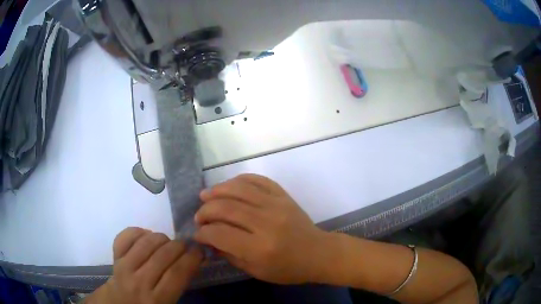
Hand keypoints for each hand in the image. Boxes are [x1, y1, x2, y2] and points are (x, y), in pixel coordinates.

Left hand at [87, 228, 202, 303]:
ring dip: (161, 237)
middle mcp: (139, 282)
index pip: (177, 273)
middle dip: (179, 246)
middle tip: (186, 246)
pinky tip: (146, 236)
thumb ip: (180, 286)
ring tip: (168, 242)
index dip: (192, 258)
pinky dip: (138, 231)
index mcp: (156, 299)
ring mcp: (123, 267)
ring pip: (145, 243)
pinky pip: (125, 237)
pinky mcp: (114, 258)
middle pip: (163, 255)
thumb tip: (194, 262)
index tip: (200, 251)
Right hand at [194, 174, 328, 283]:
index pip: (220, 234)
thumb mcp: (256, 271)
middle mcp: (266, 223)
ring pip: (238, 189)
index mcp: (259, 248)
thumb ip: (230, 255)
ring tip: (205, 196)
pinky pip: (258, 180)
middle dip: (205, 211)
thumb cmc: (288, 269)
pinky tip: (228, 186)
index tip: (198, 234)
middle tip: (199, 217)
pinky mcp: (283, 195)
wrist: (318, 253)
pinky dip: (239, 180)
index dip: (203, 233)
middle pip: (225, 208)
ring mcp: (276, 205)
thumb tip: (209, 240)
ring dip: (217, 190)